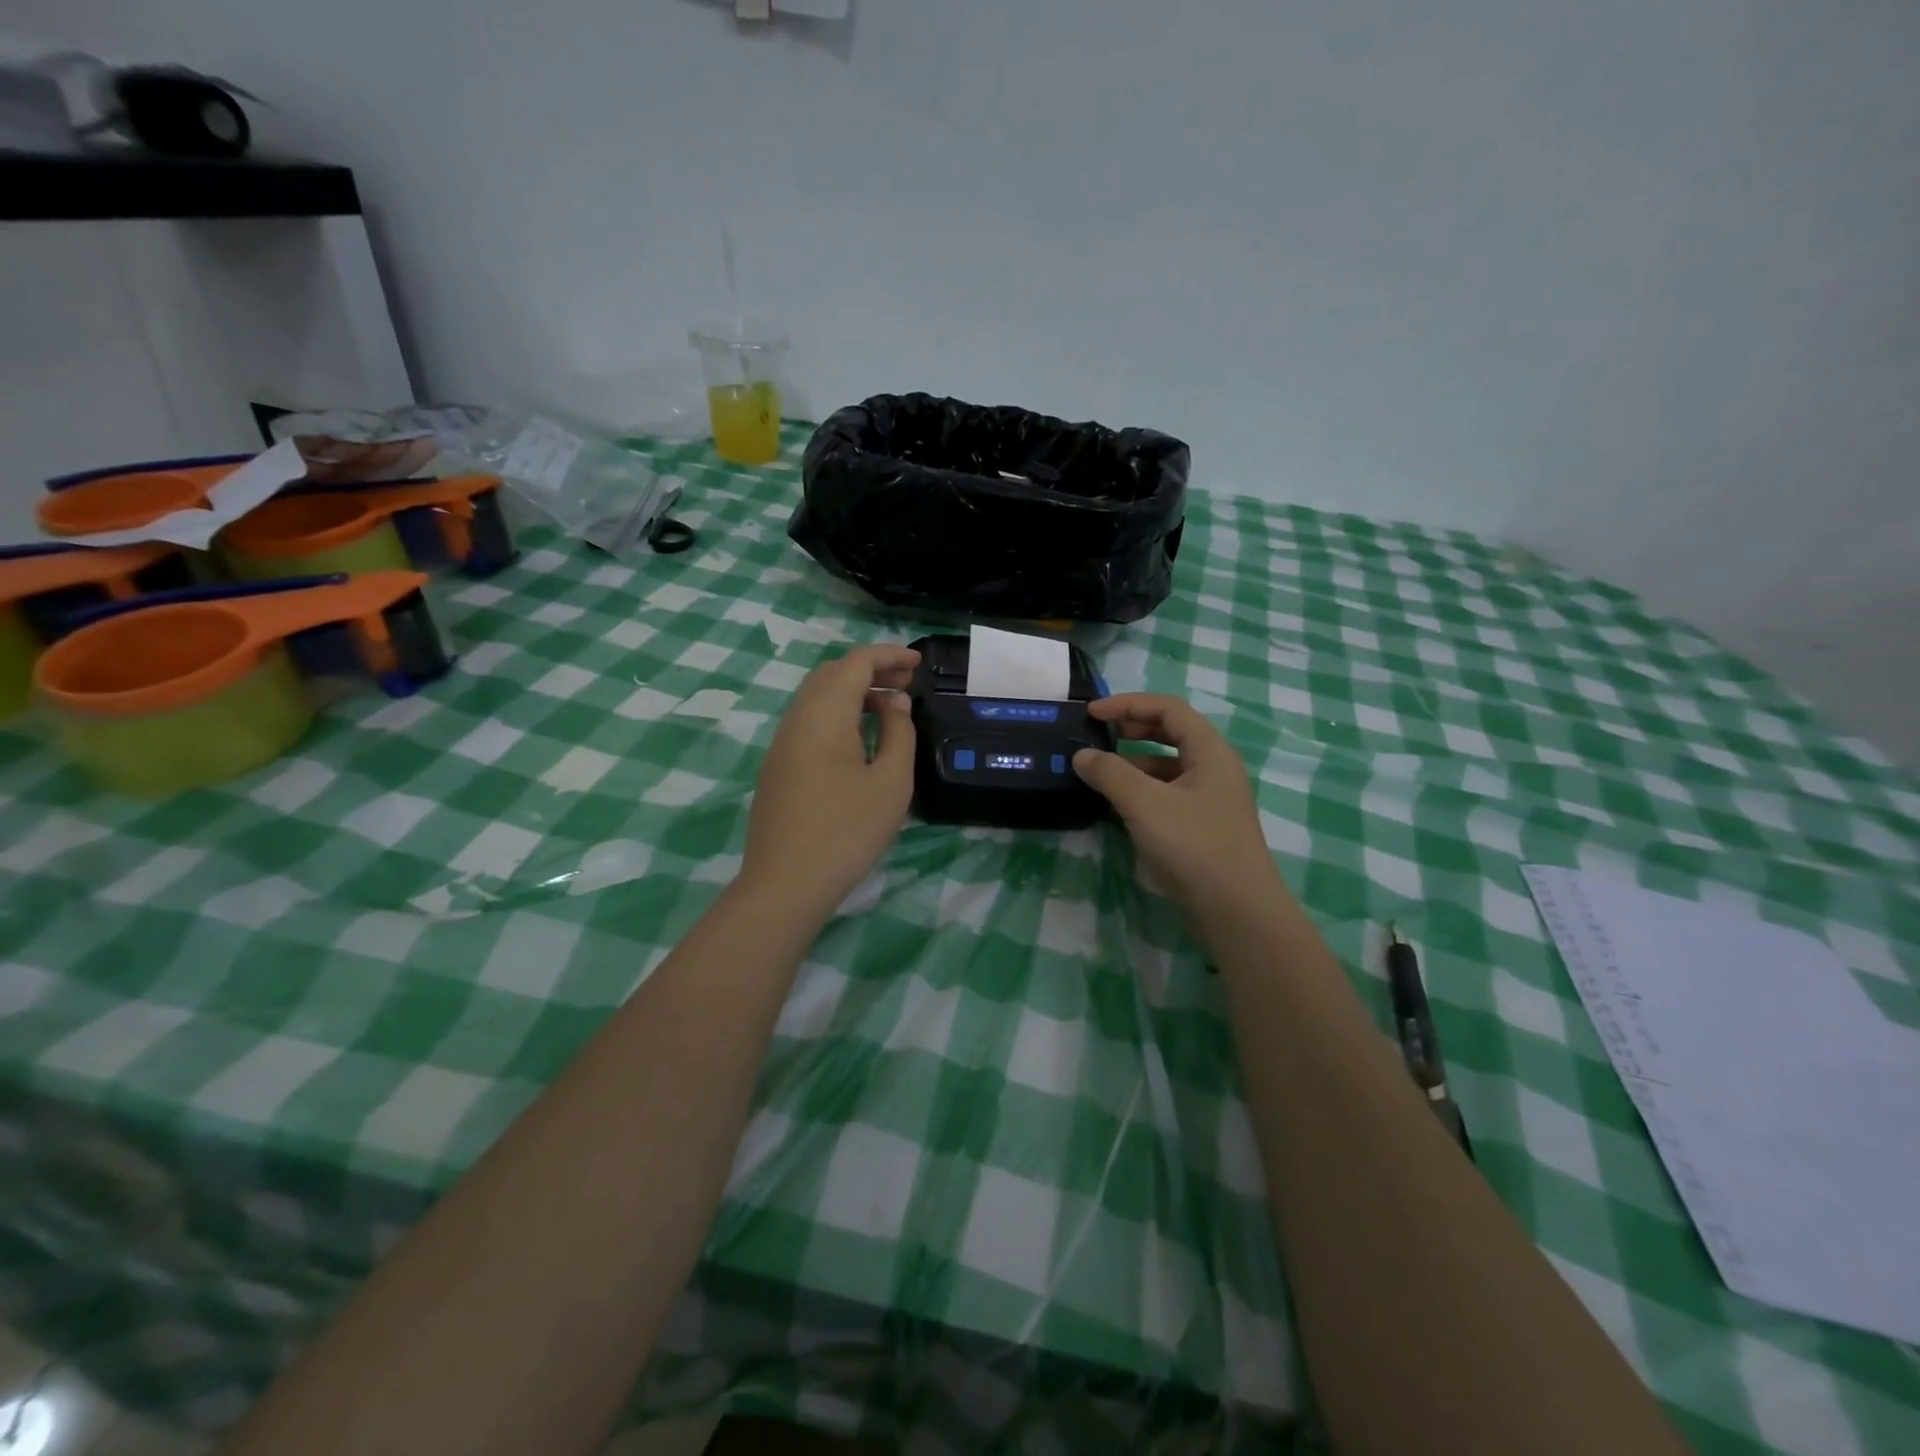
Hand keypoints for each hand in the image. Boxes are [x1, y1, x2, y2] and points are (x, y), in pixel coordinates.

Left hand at [740, 644, 920, 917]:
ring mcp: (782, 743)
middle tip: (907, 684)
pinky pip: (809, 721)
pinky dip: (838, 713)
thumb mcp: (890, 782)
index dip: (889, 655)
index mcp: (824, 714)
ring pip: (817, 697)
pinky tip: (860, 739)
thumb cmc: (846, 831)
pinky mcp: (778, 766)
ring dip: (853, 692)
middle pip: (832, 673)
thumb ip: (898, 732)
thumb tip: (894, 702)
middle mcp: (797, 718)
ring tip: (889, 708)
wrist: (785, 884)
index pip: (855, 662)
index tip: (919, 663)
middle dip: (871, 670)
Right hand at [1073, 694, 1279, 914]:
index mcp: (1210, 752)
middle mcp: (1214, 769)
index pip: (1168, 709)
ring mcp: (1211, 800)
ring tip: (1100, 775)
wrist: (1237, 912)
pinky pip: (1168, 794)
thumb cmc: (1194, 847)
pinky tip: (1119, 807)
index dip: (1128, 703)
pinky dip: (1141, 791)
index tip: (1092, 714)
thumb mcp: (1144, 804)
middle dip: (1132, 729)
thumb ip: (1110, 773)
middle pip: (1171, 733)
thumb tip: (1083, 755)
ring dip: (1134, 763)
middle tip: (1098, 736)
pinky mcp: (1203, 827)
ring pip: (1168, 766)